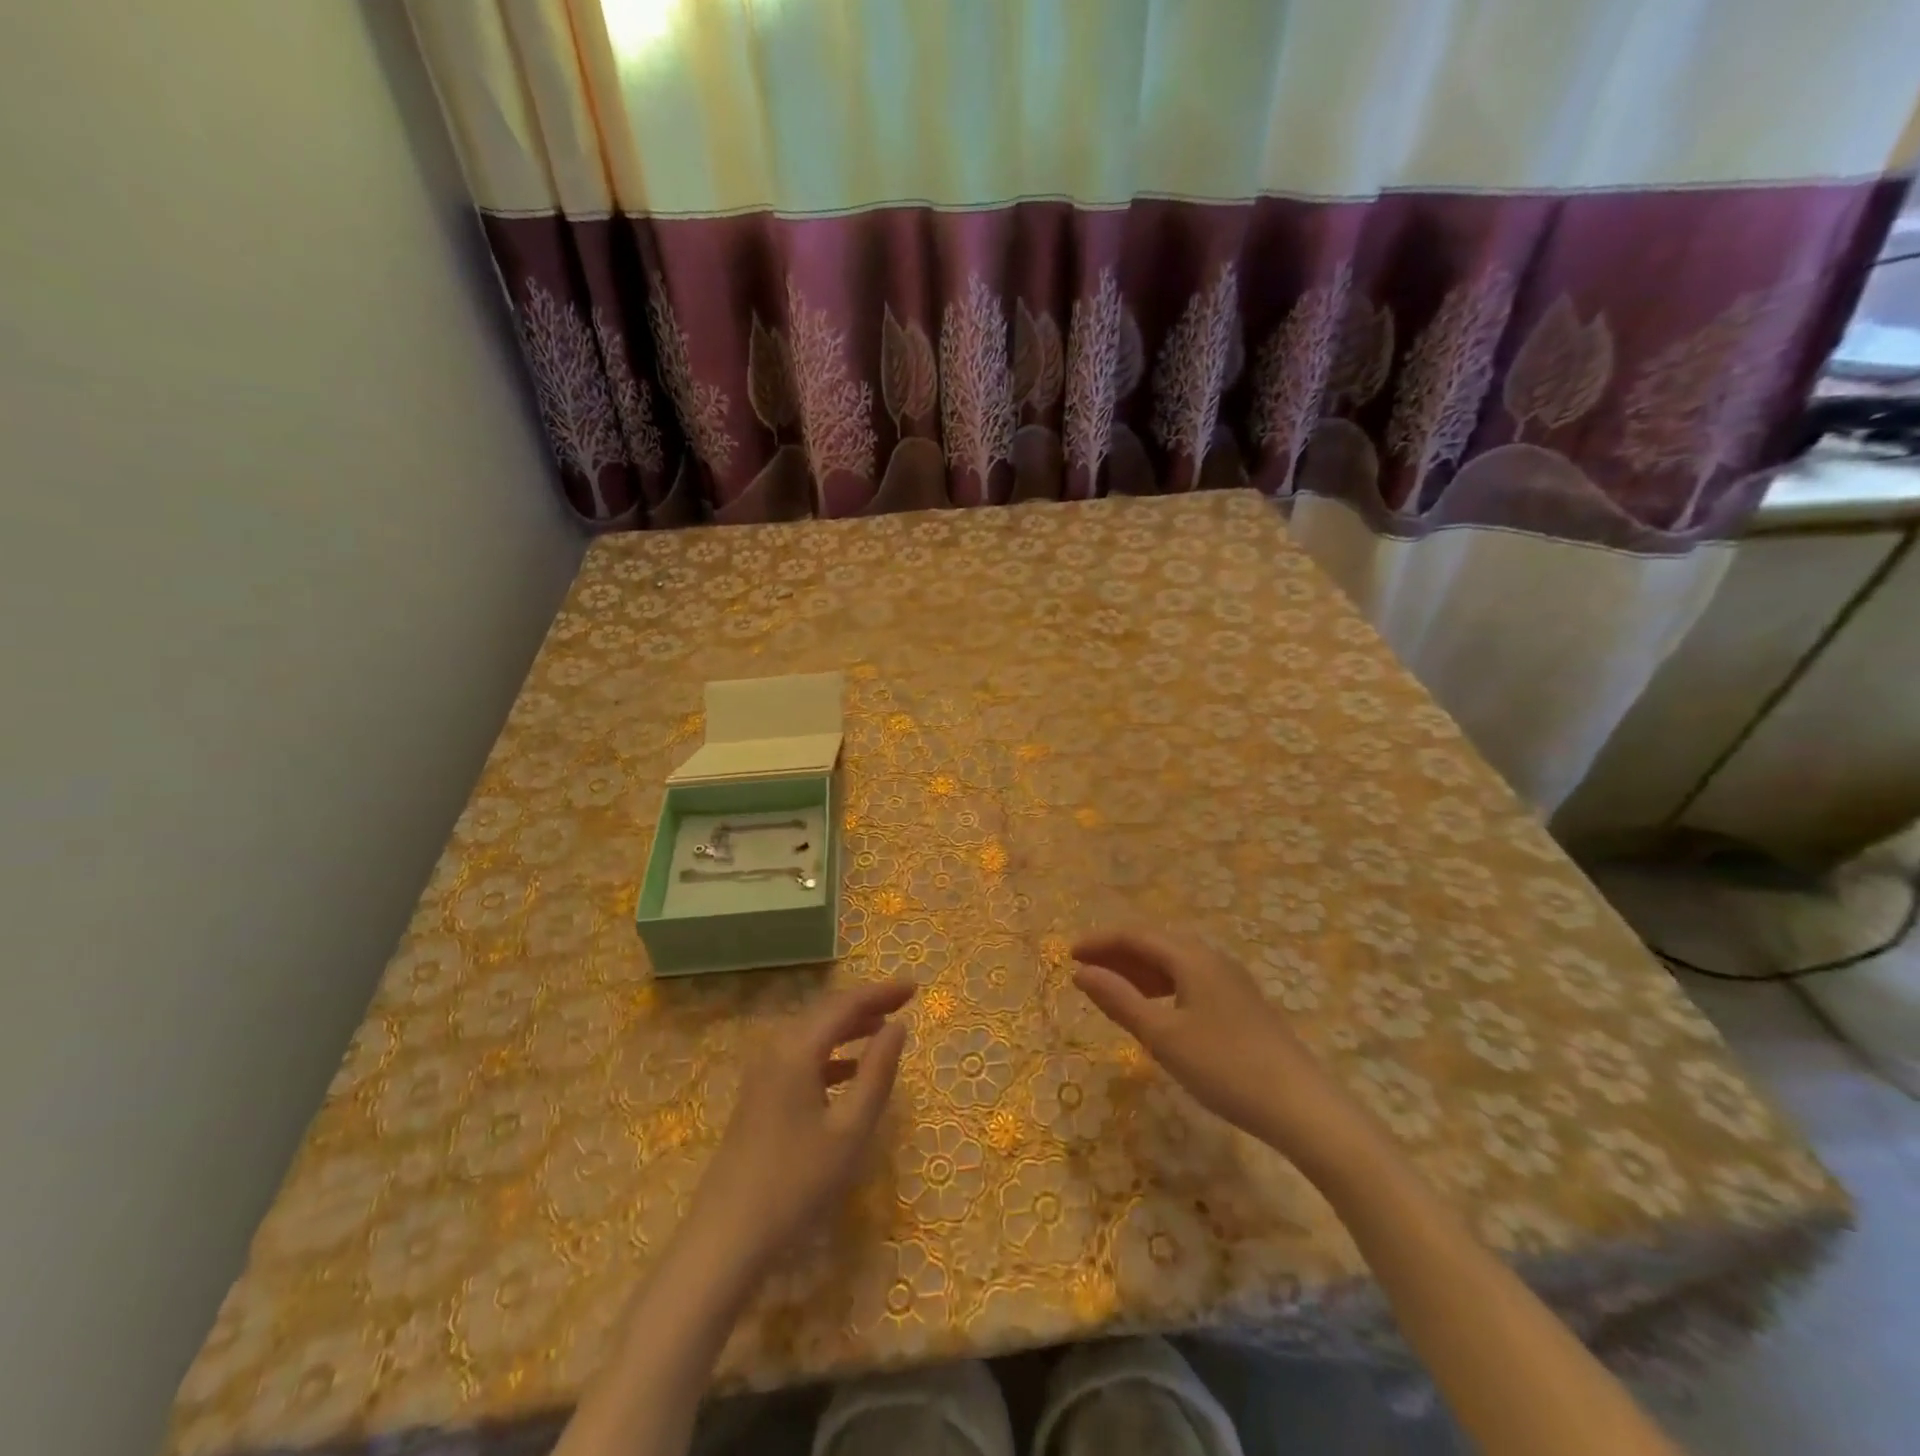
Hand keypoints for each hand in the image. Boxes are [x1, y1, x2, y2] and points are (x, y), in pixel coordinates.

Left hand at [687, 978, 913, 1272]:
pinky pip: (801, 1056)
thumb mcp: (850, 1130)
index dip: (881, 992)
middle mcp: (776, 1049)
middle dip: (866, 1003)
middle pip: (826, 1011)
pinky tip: (850, 1070)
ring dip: (848, 1027)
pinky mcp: (759, 1096)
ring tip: (883, 1029)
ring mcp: (763, 1073)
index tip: (915, 987)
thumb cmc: (797, 1182)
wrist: (726, 1238)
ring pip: (812, 1033)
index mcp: (797, 1049)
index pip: (845, 1004)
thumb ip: (877, 1072)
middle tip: (903, 1002)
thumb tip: (898, 1026)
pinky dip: (830, 1054)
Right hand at [1071, 927, 1358, 1163]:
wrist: (1302, 1106)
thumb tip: (1081, 972)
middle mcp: (1211, 958)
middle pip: (1155, 943)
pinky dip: (1161, 986)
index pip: (1135, 934)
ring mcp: (1230, 980)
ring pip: (1173, 962)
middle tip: (1085, 973)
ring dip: (1138, 971)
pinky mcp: (1241, 1003)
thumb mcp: (1163, 1036)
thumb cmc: (1224, 1067)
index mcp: (1191, 957)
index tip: (1069, 955)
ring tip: (1111, 990)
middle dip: (1117, 954)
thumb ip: (1119, 1000)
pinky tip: (1154, 1009)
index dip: (1100, 941)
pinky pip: (1189, 980)